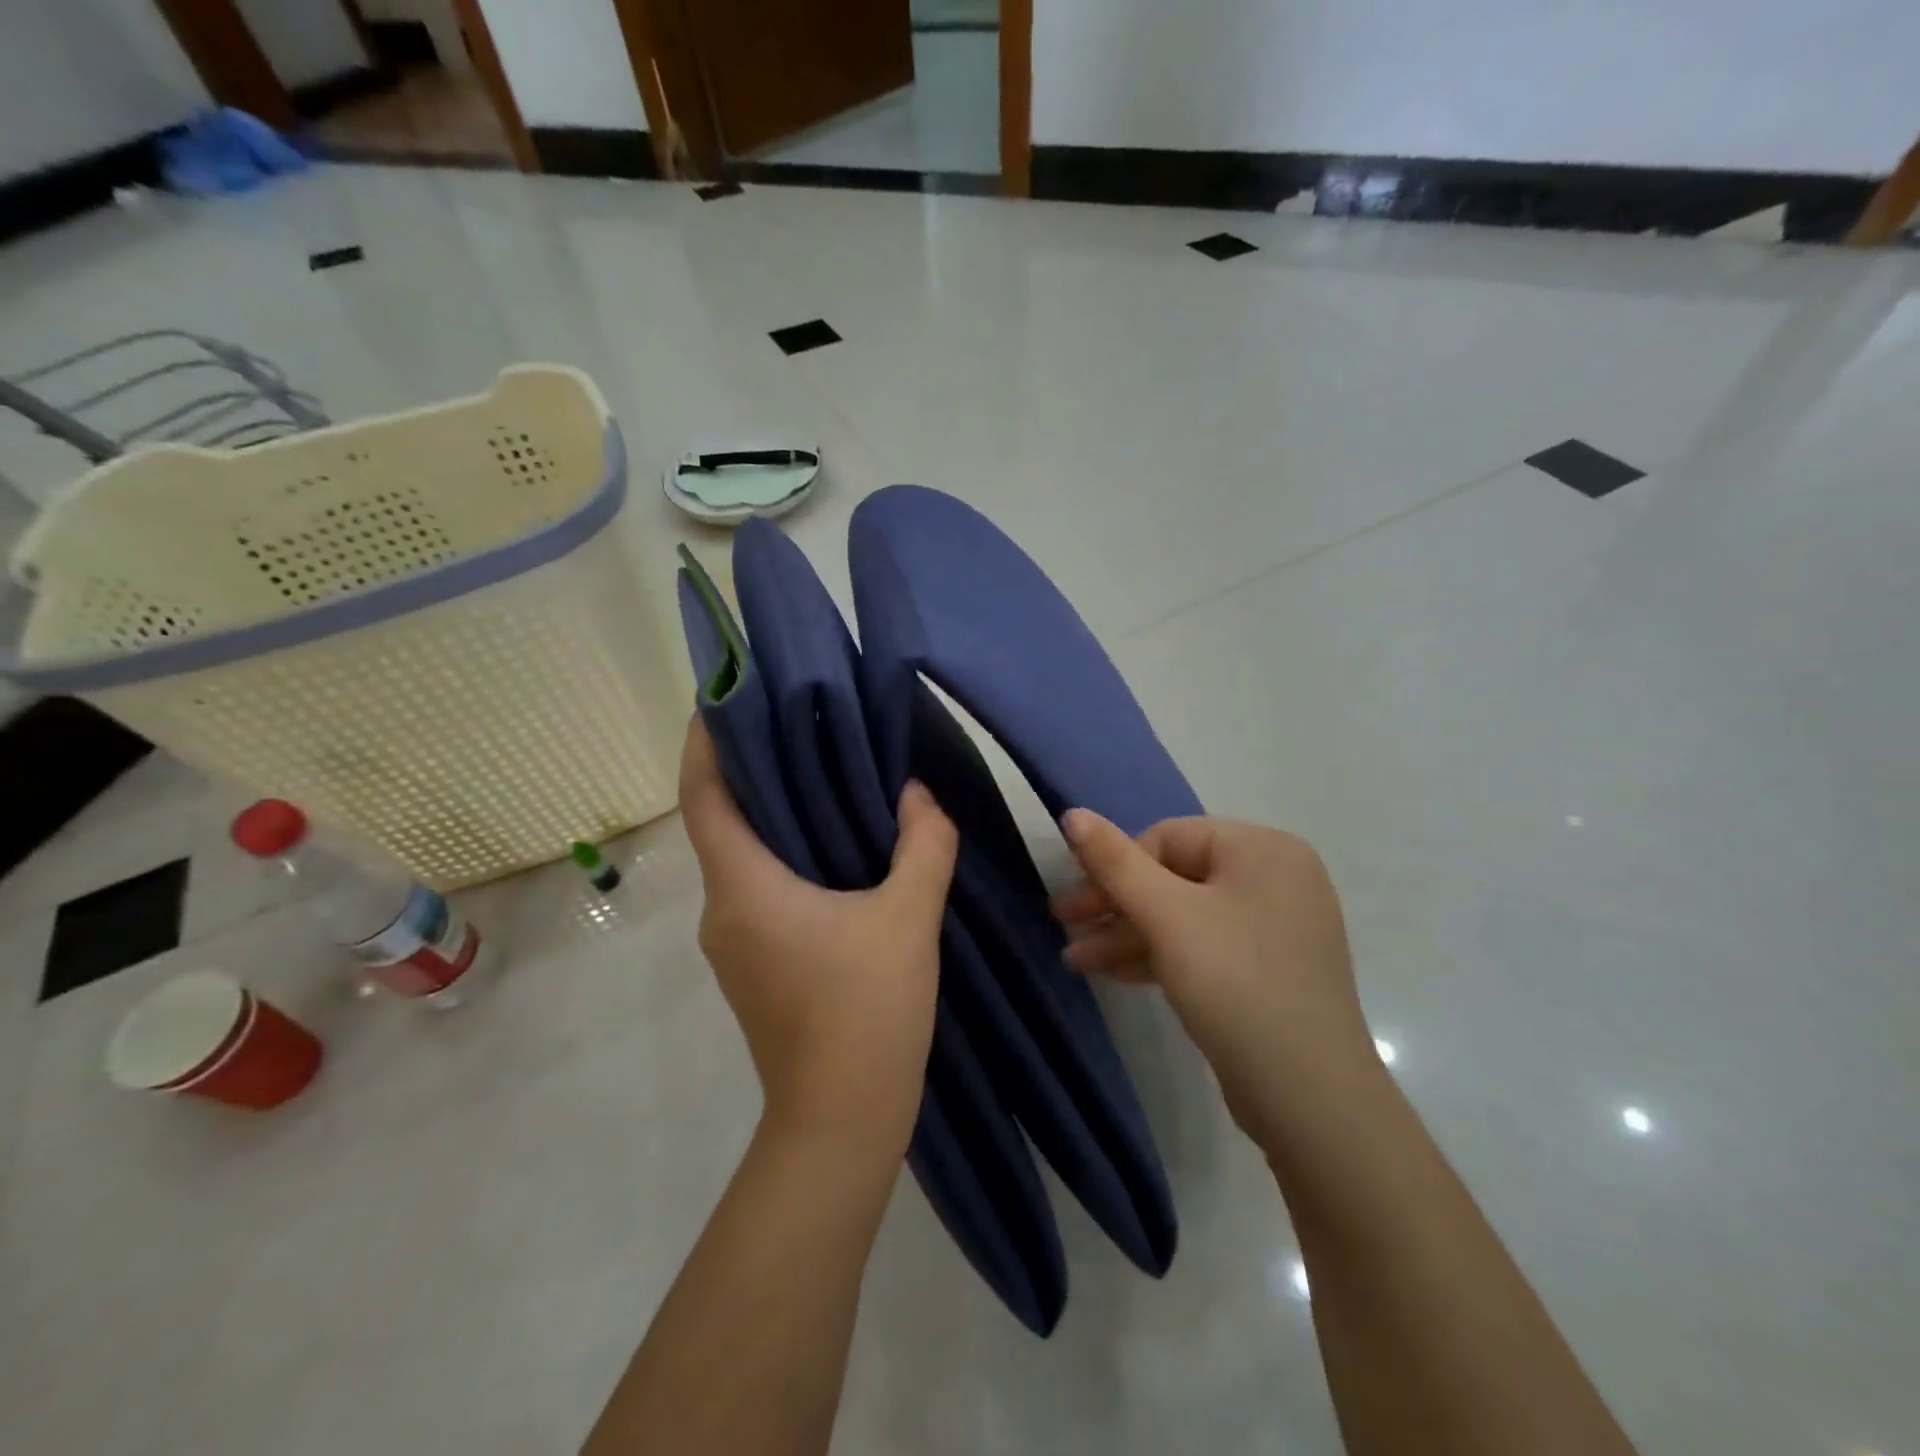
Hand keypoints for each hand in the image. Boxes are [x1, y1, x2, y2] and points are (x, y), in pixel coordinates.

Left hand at [679, 718, 958, 1148]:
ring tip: (825, 775)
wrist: (842, 1122)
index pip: (705, 796)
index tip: (723, 696)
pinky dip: (789, 856)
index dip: (705, 742)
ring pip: (746, 859)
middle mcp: (724, 910)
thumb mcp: (908, 917)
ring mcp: (736, 943)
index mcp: (744, 888)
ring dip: (776, 817)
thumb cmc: (867, 1011)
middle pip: (723, 822)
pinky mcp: (758, 965)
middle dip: (753, 770)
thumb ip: (922, 845)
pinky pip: (763, 889)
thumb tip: (918, 797)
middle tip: (799, 724)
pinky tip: (838, 848)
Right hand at [1053, 812, 1372, 1142]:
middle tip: (1063, 924)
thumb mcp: (1166, 916)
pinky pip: (1202, 945)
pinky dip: (1159, 955)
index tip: (1074, 902)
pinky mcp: (1267, 969)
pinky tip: (1115, 973)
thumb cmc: (1235, 984)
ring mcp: (1273, 926)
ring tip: (1076, 959)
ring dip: (1128, 934)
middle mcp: (1274, 878)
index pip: (1168, 838)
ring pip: (1184, 915)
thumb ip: (1115, 862)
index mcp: (1262, 849)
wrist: (1309, 1098)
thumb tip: (1073, 813)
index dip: (1115, 866)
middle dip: (1115, 904)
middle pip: (1174, 876)